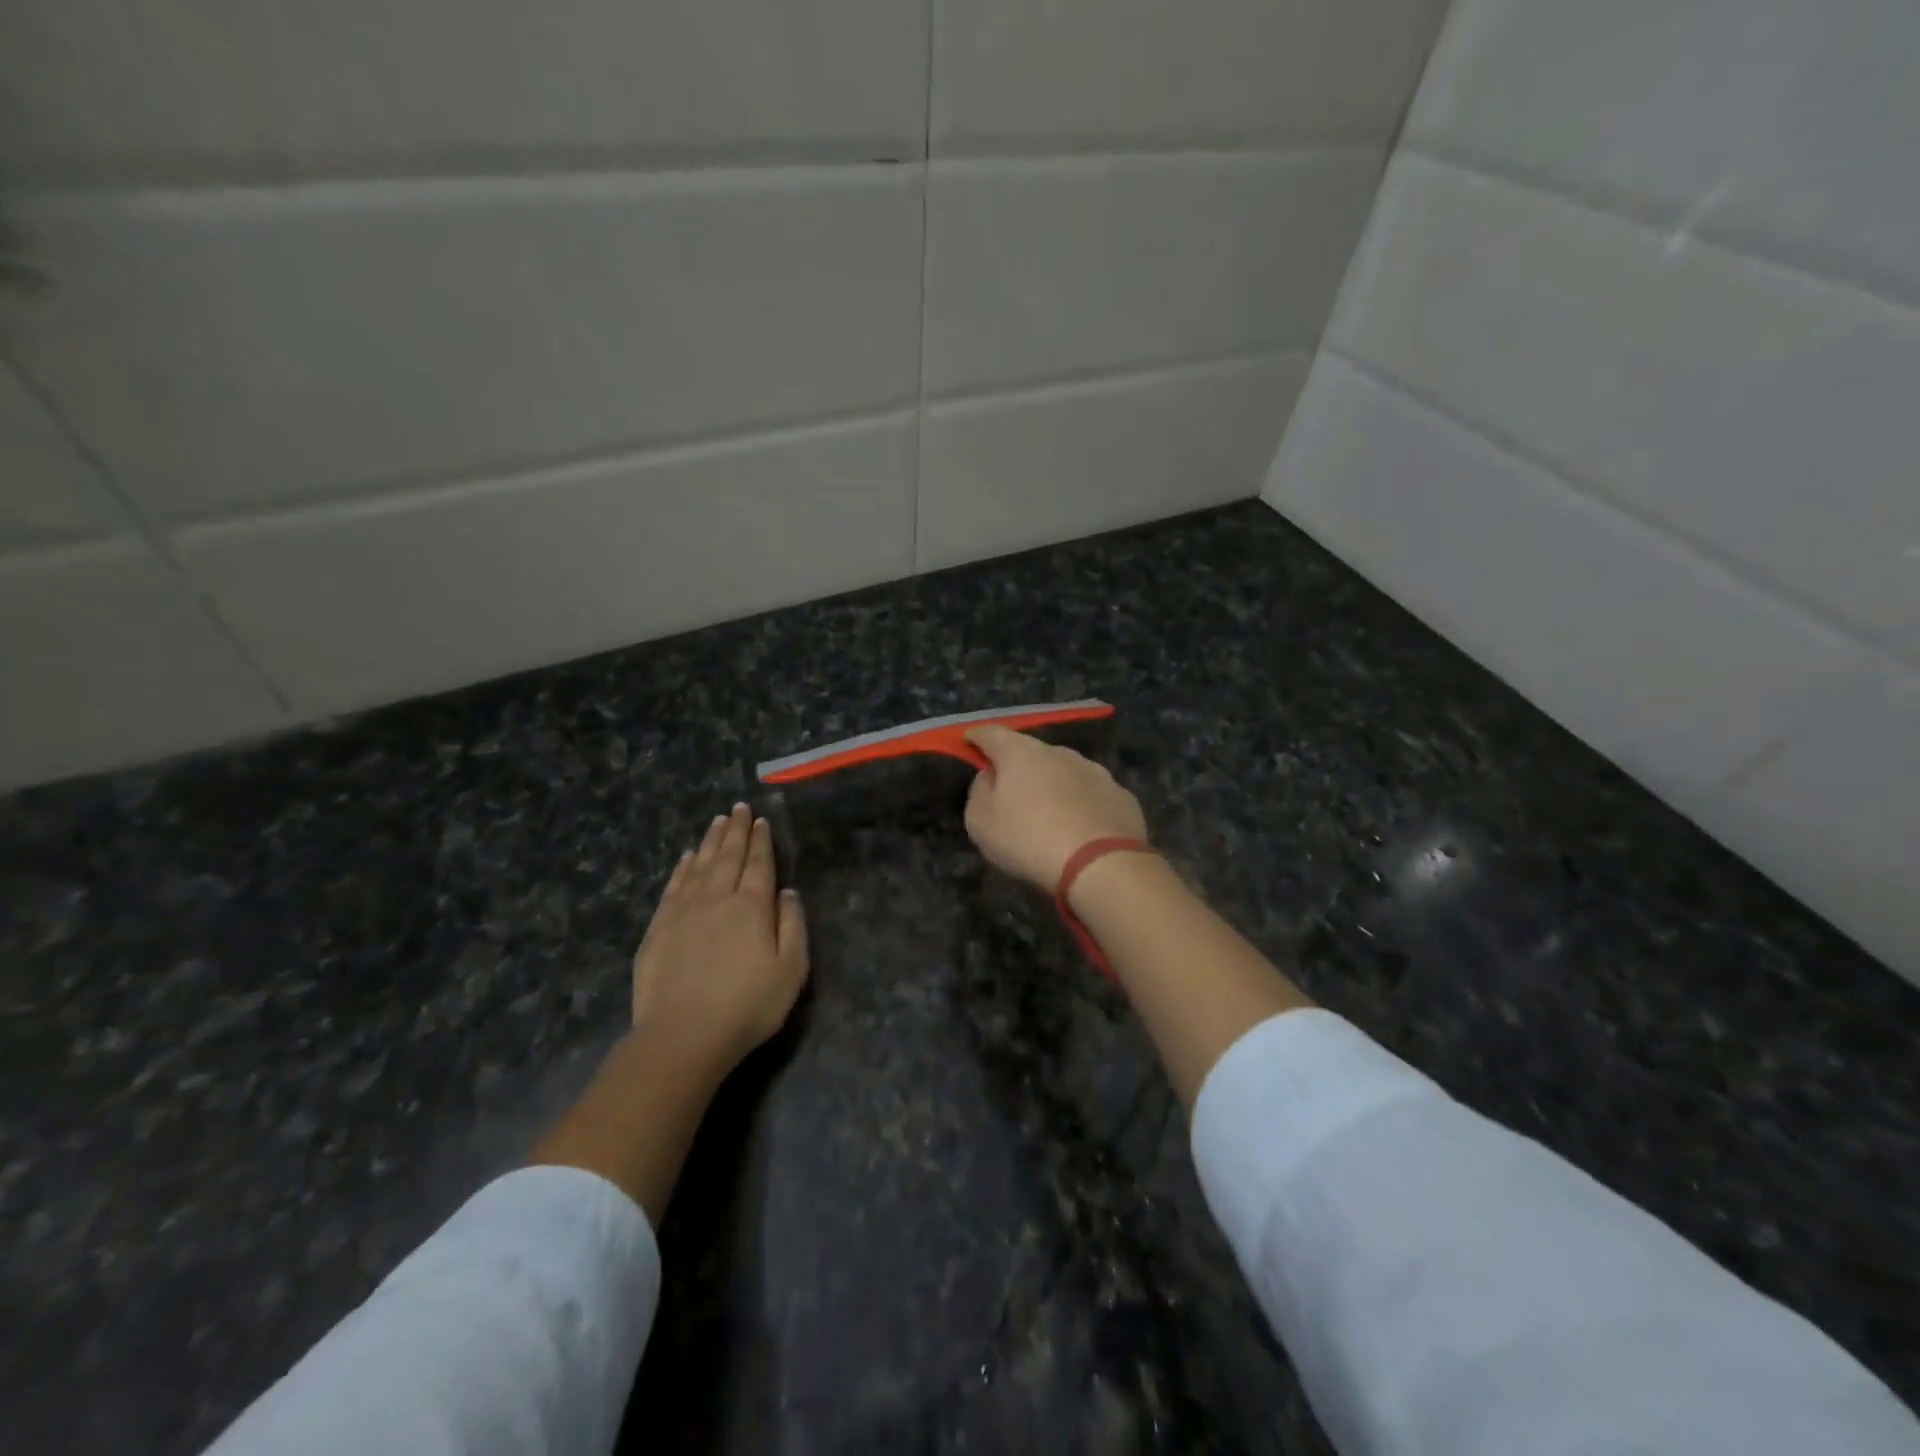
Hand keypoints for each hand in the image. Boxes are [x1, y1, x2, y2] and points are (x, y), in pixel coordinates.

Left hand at [632, 803, 808, 1074]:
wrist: (683, 1036)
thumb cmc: (748, 1006)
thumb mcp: (791, 970)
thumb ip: (792, 925)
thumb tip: (787, 892)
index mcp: (752, 906)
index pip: (759, 863)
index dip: (761, 841)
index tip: (760, 820)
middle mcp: (717, 898)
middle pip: (728, 857)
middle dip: (735, 830)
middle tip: (738, 808)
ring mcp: (684, 912)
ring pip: (699, 865)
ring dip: (710, 841)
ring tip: (716, 822)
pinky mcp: (658, 929)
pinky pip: (673, 887)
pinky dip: (681, 868)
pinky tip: (686, 859)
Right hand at [963, 725, 1148, 890]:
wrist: (1100, 864)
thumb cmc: (1028, 839)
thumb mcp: (981, 821)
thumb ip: (980, 791)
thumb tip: (991, 776)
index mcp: (1020, 753)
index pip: (991, 734)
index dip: (977, 738)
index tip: (969, 742)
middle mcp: (1059, 752)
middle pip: (1031, 752)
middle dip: (1018, 766)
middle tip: (1010, 791)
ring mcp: (1094, 771)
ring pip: (1065, 771)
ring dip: (1053, 785)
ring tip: (1048, 814)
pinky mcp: (1121, 795)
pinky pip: (1091, 795)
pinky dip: (1081, 805)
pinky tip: (1080, 829)